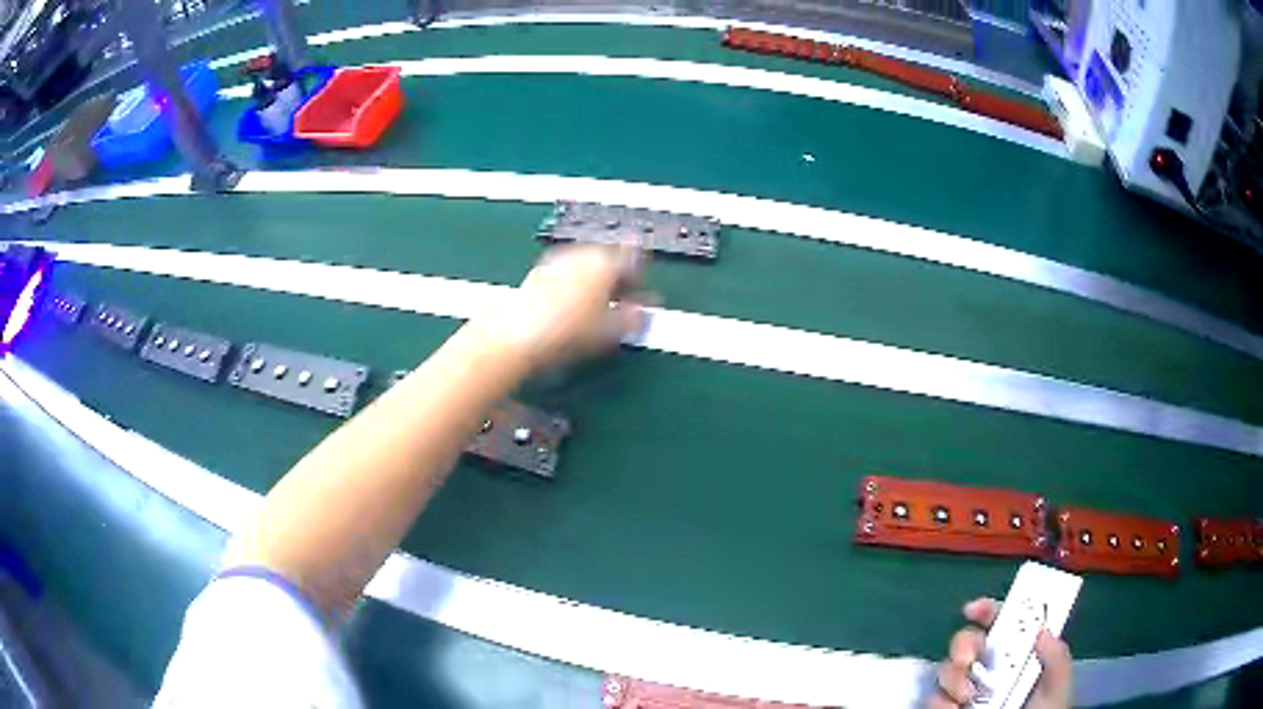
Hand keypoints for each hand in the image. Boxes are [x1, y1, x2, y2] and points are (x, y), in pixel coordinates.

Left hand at [477, 245, 649, 371]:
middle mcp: (581, 254)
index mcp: (606, 261)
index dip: (641, 275)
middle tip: (623, 300)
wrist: (516, 336)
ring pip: (585, 265)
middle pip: (608, 258)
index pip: (633, 257)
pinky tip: (572, 310)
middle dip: (618, 277)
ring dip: (595, 281)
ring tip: (597, 308)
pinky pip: (565, 274)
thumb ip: (634, 318)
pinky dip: (574, 286)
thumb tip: (643, 313)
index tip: (642, 293)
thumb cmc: (566, 332)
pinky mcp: (537, 273)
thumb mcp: (611, 331)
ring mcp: (557, 261)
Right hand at [931, 598, 1072, 708]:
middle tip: (968, 659)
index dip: (988, 610)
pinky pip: (933, 701)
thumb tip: (1043, 629)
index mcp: (1017, 655)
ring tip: (966, 697)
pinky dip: (940, 703)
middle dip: (963, 644)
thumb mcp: (1057, 686)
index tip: (974, 609)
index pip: (1002, 623)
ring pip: (946, 672)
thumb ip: (1056, 656)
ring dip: (953, 679)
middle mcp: (989, 670)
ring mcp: (967, 693)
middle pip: (967, 643)